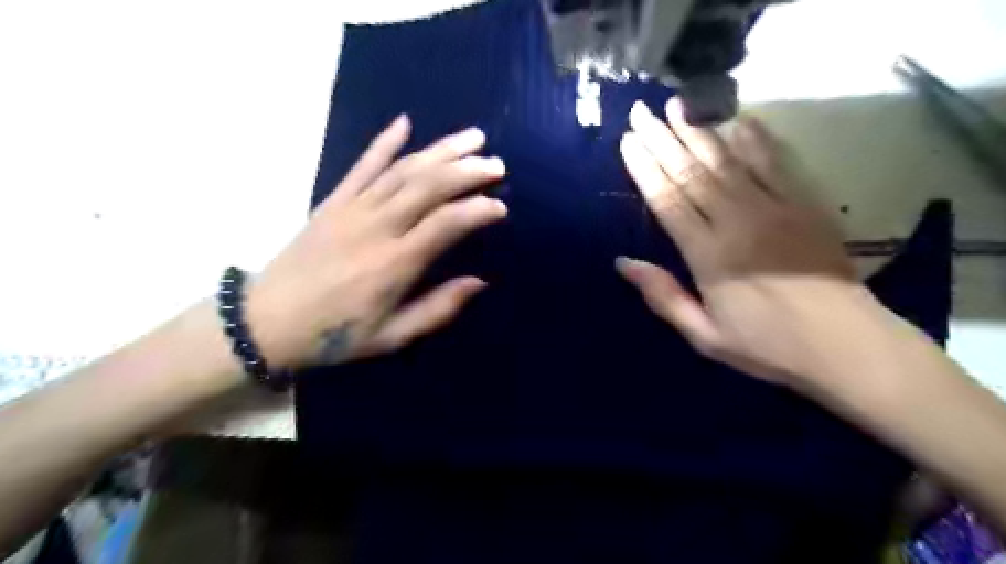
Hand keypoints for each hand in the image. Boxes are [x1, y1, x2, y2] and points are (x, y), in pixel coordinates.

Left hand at [245, 115, 510, 370]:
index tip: (501, 207)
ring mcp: (352, 208)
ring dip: (441, 150)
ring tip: (473, 137)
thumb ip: (438, 309)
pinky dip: (384, 141)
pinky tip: (405, 122)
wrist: (268, 321)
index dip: (478, 210)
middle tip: (496, 164)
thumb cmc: (336, 335)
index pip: (447, 223)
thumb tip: (479, 282)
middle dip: (467, 170)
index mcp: (395, 263)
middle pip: (429, 186)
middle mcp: (377, 227)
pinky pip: (362, 165)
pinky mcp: (333, 201)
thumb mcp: (393, 336)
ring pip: (403, 169)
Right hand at [618, 99, 868, 385]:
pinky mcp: (803, 205)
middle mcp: (736, 222)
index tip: (628, 142)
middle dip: (662, 140)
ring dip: (699, 131)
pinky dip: (755, 140)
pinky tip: (738, 120)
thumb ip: (663, 296)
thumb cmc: (766, 344)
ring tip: (678, 105)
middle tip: (642, 112)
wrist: (845, 345)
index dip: (645, 169)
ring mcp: (773, 209)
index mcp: (708, 255)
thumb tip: (623, 262)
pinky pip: (774, 164)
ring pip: (727, 161)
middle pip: (691, 173)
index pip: (668, 201)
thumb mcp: (703, 335)